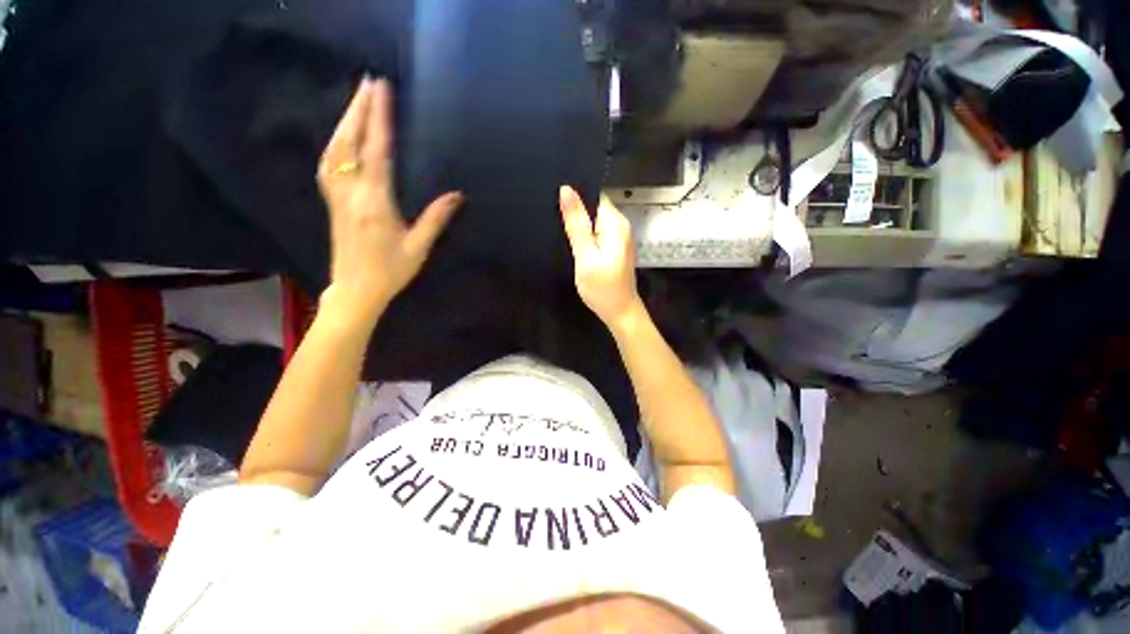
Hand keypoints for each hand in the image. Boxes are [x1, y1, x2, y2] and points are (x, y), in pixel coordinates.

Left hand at [317, 77, 462, 320]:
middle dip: (359, 110)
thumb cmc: (390, 271)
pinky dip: (334, 143)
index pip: (377, 153)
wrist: (355, 290)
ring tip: (356, 101)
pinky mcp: (332, 202)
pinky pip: (328, 164)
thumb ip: (436, 219)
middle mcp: (351, 194)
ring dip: (344, 122)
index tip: (383, 92)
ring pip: (334, 150)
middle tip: (369, 83)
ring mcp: (337, 197)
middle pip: (351, 143)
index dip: (380, 121)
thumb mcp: (418, 247)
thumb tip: (457, 195)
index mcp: (375, 204)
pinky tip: (341, 136)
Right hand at [559, 185, 642, 329]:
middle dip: (577, 213)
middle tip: (559, 224)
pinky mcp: (615, 247)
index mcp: (615, 223)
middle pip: (594, 207)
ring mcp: (619, 237)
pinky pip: (598, 233)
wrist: (620, 312)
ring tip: (565, 234)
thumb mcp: (585, 256)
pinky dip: (587, 237)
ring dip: (580, 227)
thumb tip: (566, 190)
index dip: (576, 197)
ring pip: (595, 221)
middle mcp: (621, 225)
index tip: (559, 205)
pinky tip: (577, 245)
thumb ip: (576, 224)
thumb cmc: (602, 287)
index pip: (594, 194)